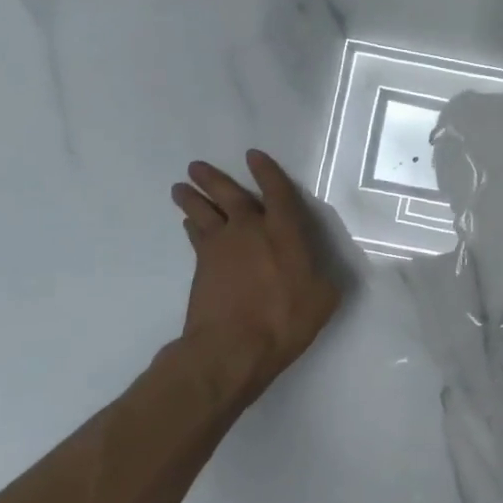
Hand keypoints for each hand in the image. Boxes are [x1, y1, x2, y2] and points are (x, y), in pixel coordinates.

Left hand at [170, 151, 343, 403]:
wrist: (231, 347)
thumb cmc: (284, 320)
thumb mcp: (322, 299)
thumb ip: (323, 278)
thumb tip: (321, 271)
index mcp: (284, 232)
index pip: (277, 192)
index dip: (267, 172)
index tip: (253, 155)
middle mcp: (250, 230)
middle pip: (229, 195)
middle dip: (213, 178)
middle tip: (195, 166)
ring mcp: (222, 247)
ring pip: (203, 212)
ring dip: (192, 198)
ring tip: (180, 187)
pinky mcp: (201, 267)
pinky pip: (196, 237)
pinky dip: (191, 226)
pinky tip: (188, 224)